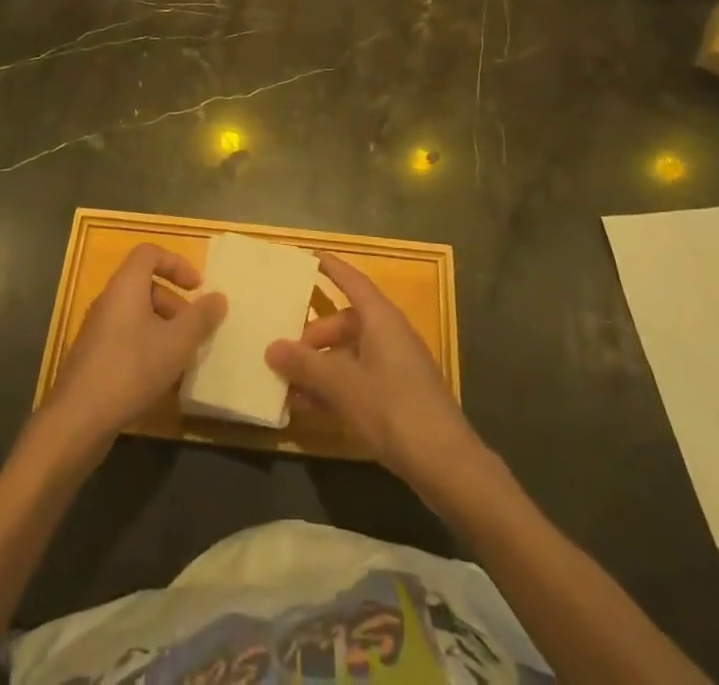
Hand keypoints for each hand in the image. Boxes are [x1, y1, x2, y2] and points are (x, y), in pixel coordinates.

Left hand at [42, 244, 226, 454]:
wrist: (77, 420)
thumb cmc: (131, 368)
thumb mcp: (177, 342)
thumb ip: (201, 317)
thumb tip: (219, 297)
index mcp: (126, 285)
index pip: (150, 253)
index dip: (177, 263)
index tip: (197, 287)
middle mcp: (109, 300)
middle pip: (145, 285)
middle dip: (174, 303)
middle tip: (193, 330)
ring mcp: (97, 330)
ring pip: (137, 315)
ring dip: (163, 329)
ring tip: (182, 358)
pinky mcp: (93, 357)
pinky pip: (126, 339)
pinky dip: (147, 348)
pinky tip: (161, 380)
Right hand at [266, 254, 480, 493]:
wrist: (447, 463)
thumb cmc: (393, 409)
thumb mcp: (342, 385)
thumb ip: (305, 365)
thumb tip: (271, 347)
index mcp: (381, 318)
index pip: (352, 280)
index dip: (330, 267)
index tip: (308, 255)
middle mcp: (389, 334)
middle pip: (345, 321)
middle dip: (313, 337)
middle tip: (285, 355)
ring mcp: (396, 365)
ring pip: (350, 353)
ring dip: (320, 367)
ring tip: (289, 386)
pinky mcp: (399, 394)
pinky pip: (359, 377)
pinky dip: (336, 386)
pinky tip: (312, 408)